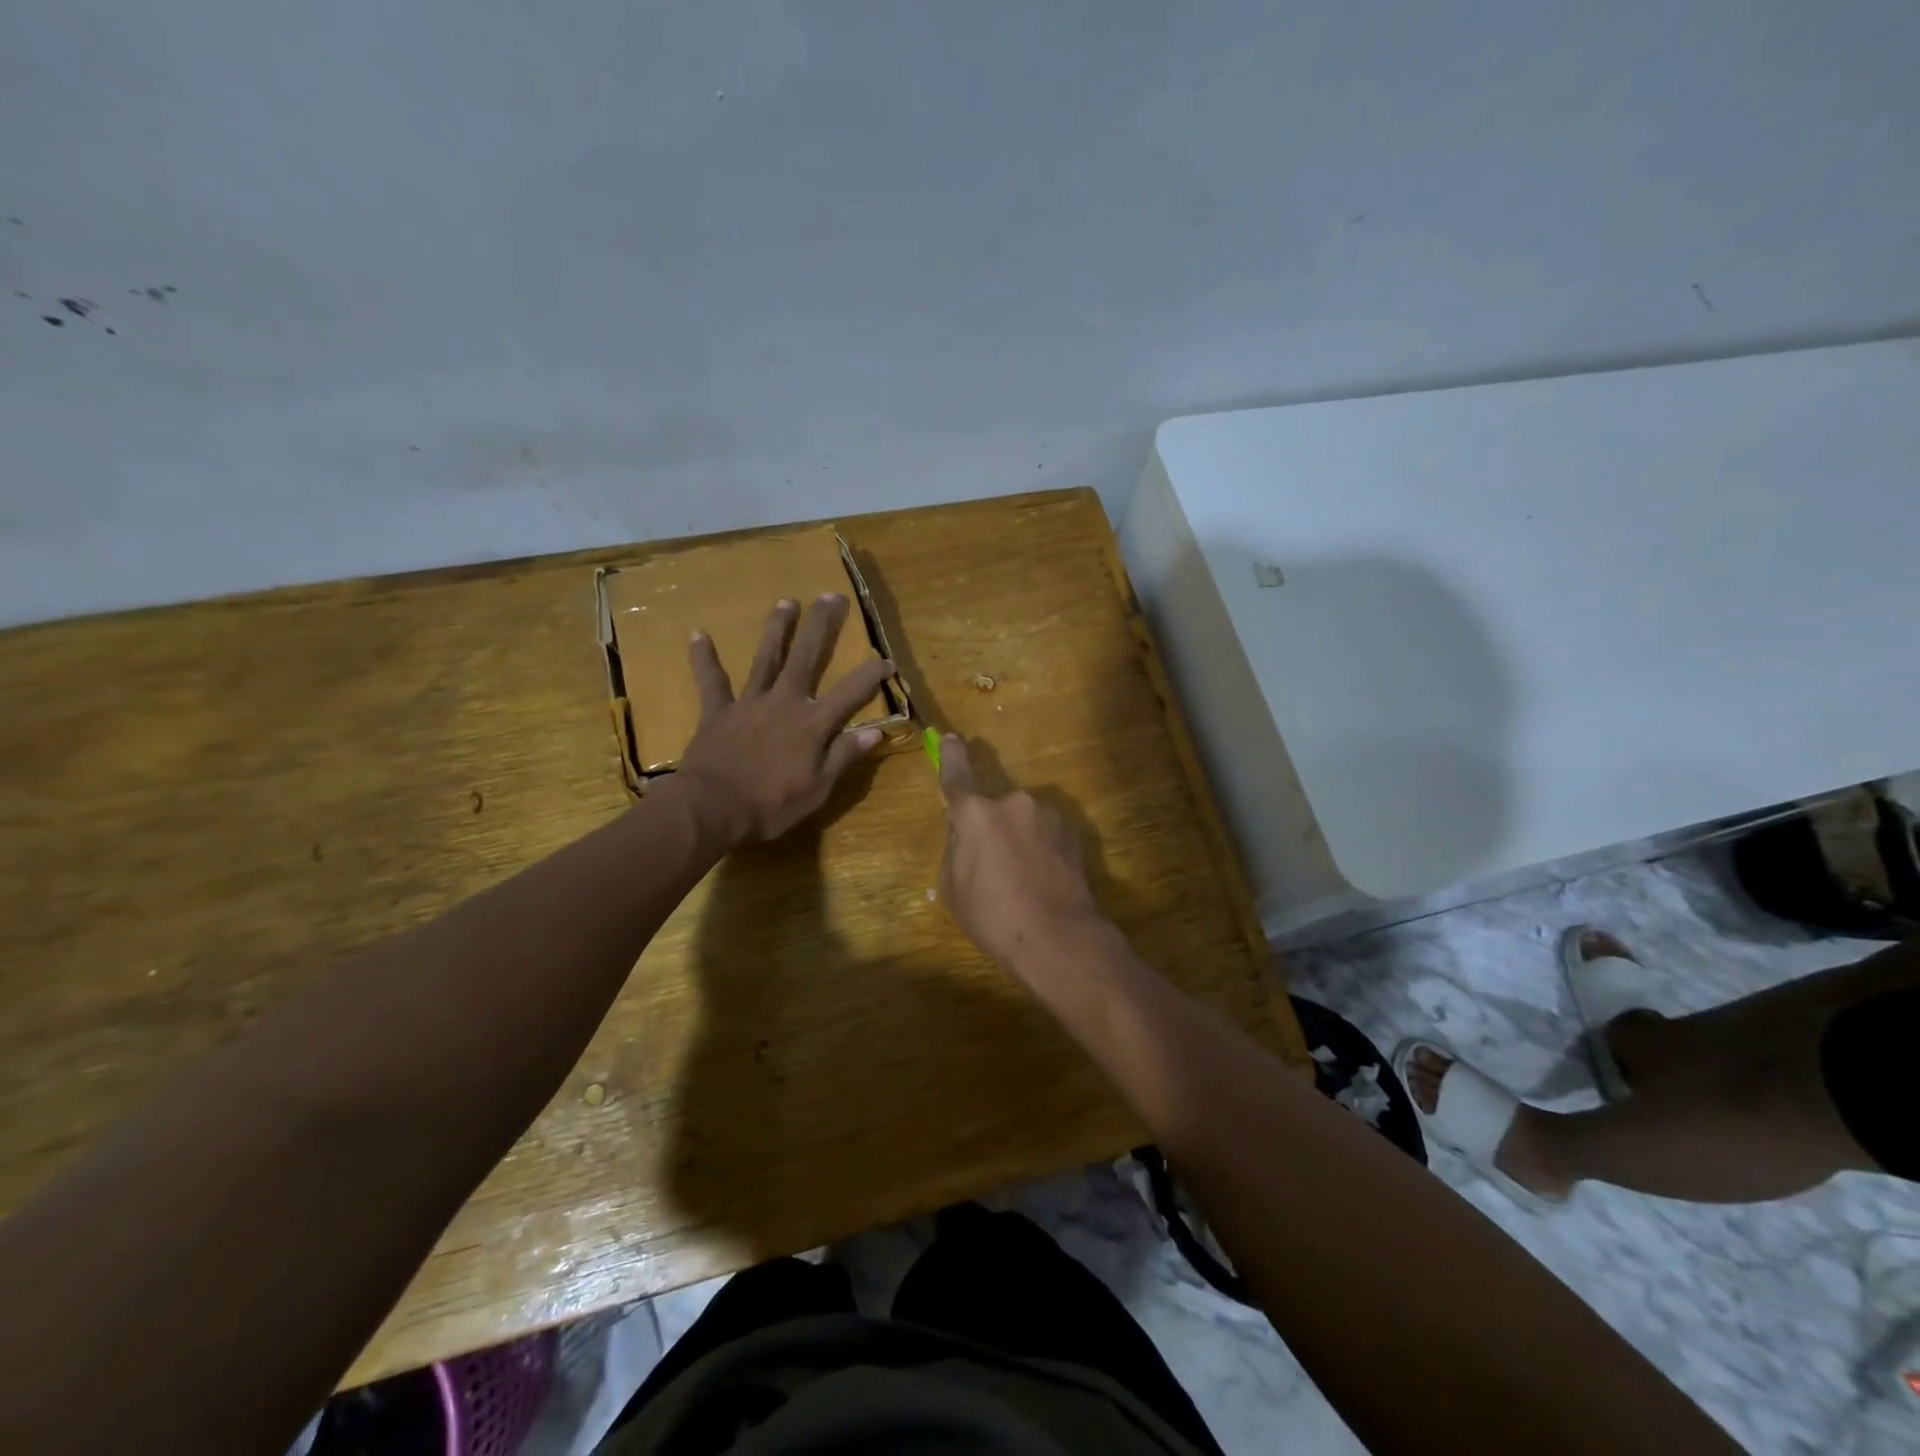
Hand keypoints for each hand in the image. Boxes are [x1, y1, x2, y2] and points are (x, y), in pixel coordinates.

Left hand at [676, 595, 894, 843]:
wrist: (712, 808)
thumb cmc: (771, 805)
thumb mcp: (818, 789)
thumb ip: (844, 756)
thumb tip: (874, 732)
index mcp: (813, 723)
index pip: (851, 692)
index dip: (872, 674)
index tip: (888, 659)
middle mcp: (784, 702)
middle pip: (807, 657)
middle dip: (821, 626)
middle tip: (831, 596)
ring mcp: (749, 703)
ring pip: (766, 658)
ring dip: (777, 629)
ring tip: (786, 601)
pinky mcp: (718, 712)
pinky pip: (711, 681)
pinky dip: (704, 659)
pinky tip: (698, 634)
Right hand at [937, 735, 1107, 974]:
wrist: (1058, 937)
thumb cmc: (992, 915)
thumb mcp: (953, 887)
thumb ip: (956, 848)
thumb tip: (966, 835)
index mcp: (976, 813)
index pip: (957, 776)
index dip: (952, 756)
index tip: (951, 739)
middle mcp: (1013, 803)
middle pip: (993, 809)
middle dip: (990, 829)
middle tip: (990, 869)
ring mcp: (1048, 816)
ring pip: (1023, 822)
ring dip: (1018, 840)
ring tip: (1022, 882)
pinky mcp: (1072, 833)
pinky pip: (1045, 836)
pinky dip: (1041, 851)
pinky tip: (1044, 882)